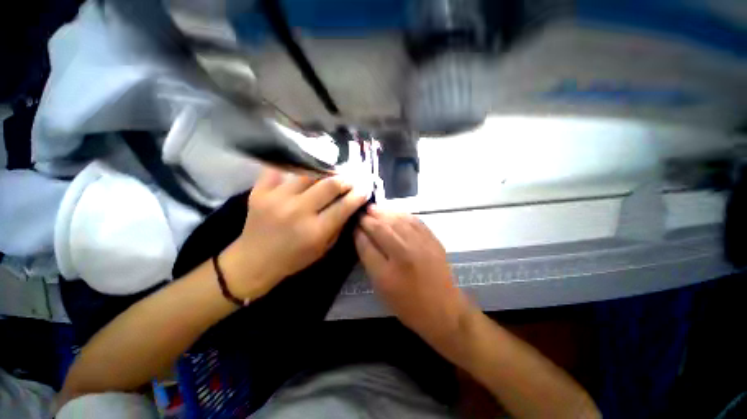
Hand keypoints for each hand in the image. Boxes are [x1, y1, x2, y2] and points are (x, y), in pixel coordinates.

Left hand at [223, 168, 367, 298]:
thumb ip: (338, 225)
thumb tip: (350, 204)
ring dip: (324, 171)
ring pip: (307, 173)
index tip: (365, 188)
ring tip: (330, 172)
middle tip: (351, 178)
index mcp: (315, 230)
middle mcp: (298, 211)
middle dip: (345, 179)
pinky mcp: (260, 192)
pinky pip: (278, 169)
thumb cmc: (294, 259)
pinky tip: (302, 166)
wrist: (254, 261)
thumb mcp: (323, 248)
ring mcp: (277, 199)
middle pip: (329, 185)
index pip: (344, 206)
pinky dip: (292, 166)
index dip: (358, 194)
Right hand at [354, 206, 469, 343]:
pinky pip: (414, 221)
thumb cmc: (408, 304)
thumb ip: (370, 261)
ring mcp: (420, 245)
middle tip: (361, 213)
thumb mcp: (382, 288)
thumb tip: (361, 237)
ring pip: (397, 221)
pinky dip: (401, 214)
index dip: (358, 232)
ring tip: (373, 208)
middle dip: (368, 219)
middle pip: (381, 229)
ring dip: (383, 213)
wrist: (444, 310)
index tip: (353, 224)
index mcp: (387, 273)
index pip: (366, 244)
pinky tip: (394, 212)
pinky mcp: (432, 240)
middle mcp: (403, 254)